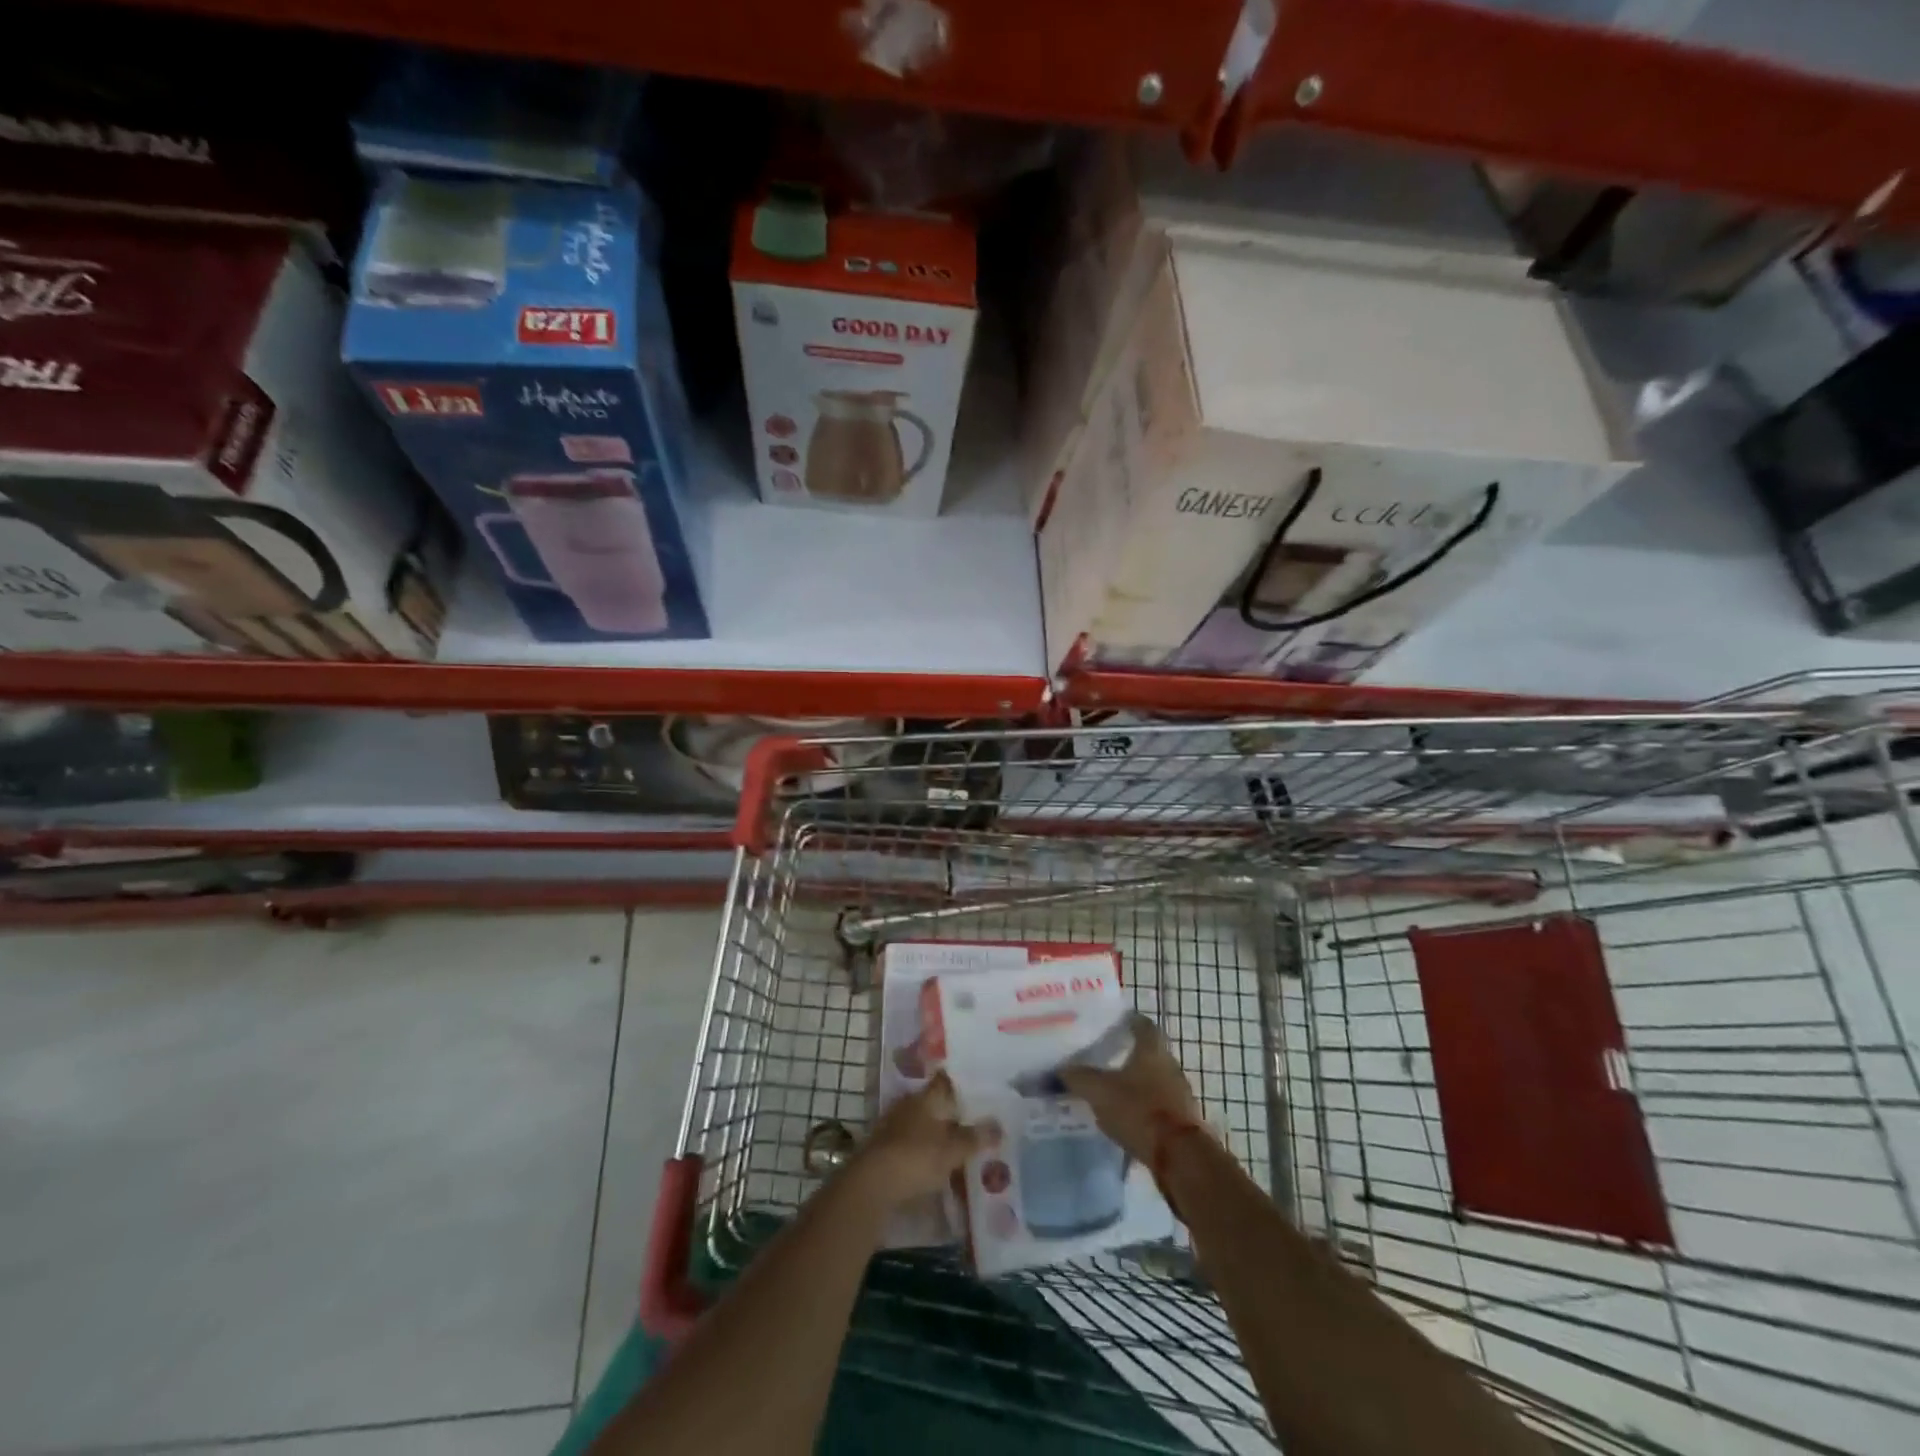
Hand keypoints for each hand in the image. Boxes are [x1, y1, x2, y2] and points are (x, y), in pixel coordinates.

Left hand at [850, 1072, 992, 1207]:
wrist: (872, 1185)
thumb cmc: (916, 1158)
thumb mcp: (952, 1150)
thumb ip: (975, 1137)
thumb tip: (999, 1125)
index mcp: (925, 1098)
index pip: (946, 1081)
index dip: (962, 1082)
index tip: (980, 1087)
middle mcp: (908, 1106)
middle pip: (935, 1104)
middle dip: (954, 1112)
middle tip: (978, 1121)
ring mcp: (894, 1127)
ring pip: (924, 1125)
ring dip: (939, 1134)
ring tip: (961, 1146)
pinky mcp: (885, 1150)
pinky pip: (913, 1145)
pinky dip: (926, 1152)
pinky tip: (938, 1165)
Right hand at [1059, 1013, 1202, 1163]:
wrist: (1181, 1158)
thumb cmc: (1140, 1111)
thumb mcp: (1100, 1092)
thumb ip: (1078, 1077)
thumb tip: (1059, 1068)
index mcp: (1152, 1049)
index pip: (1141, 1023)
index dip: (1126, 1020)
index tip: (1109, 1023)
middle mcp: (1169, 1065)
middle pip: (1147, 1052)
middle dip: (1126, 1053)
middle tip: (1101, 1056)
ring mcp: (1179, 1093)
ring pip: (1153, 1079)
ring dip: (1135, 1082)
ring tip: (1109, 1088)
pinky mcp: (1182, 1120)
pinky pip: (1158, 1105)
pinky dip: (1142, 1107)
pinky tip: (1124, 1116)